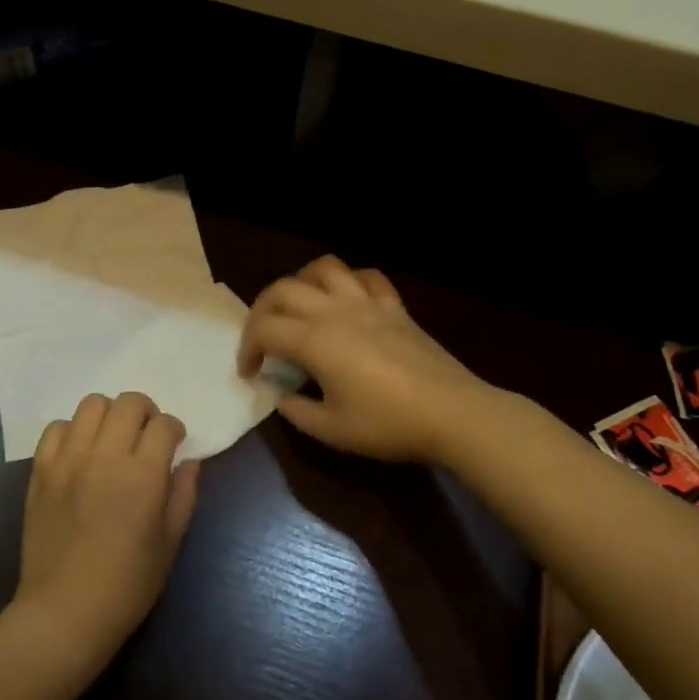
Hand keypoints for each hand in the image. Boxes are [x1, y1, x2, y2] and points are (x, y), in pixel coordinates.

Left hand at [11, 392, 200, 679]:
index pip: (163, 424)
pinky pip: (56, 427)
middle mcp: (104, 457)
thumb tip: (189, 461)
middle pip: (128, 402)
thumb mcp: (170, 543)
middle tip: (146, 436)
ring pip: (91, 405)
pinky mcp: (40, 471)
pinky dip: (73, 431)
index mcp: (142, 475)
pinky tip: (81, 453)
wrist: (64, 612)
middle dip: (145, 412)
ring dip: (110, 415)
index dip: (174, 429)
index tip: (174, 443)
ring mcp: (67, 460)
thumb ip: (183, 494)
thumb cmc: (127, 585)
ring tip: (113, 439)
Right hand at [238, 255, 491, 462]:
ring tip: (300, 307)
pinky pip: (366, 277)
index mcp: (314, 340)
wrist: (452, 414)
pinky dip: (348, 281)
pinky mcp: (394, 306)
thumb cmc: (388, 424)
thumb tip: (284, 398)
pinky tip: (346, 300)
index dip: (246, 348)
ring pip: (323, 269)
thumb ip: (297, 412)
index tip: (250, 373)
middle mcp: (334, 311)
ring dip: (301, 282)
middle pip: (283, 289)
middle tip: (263, 338)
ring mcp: (367, 303)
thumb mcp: (332, 430)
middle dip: (262, 310)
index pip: (263, 329)